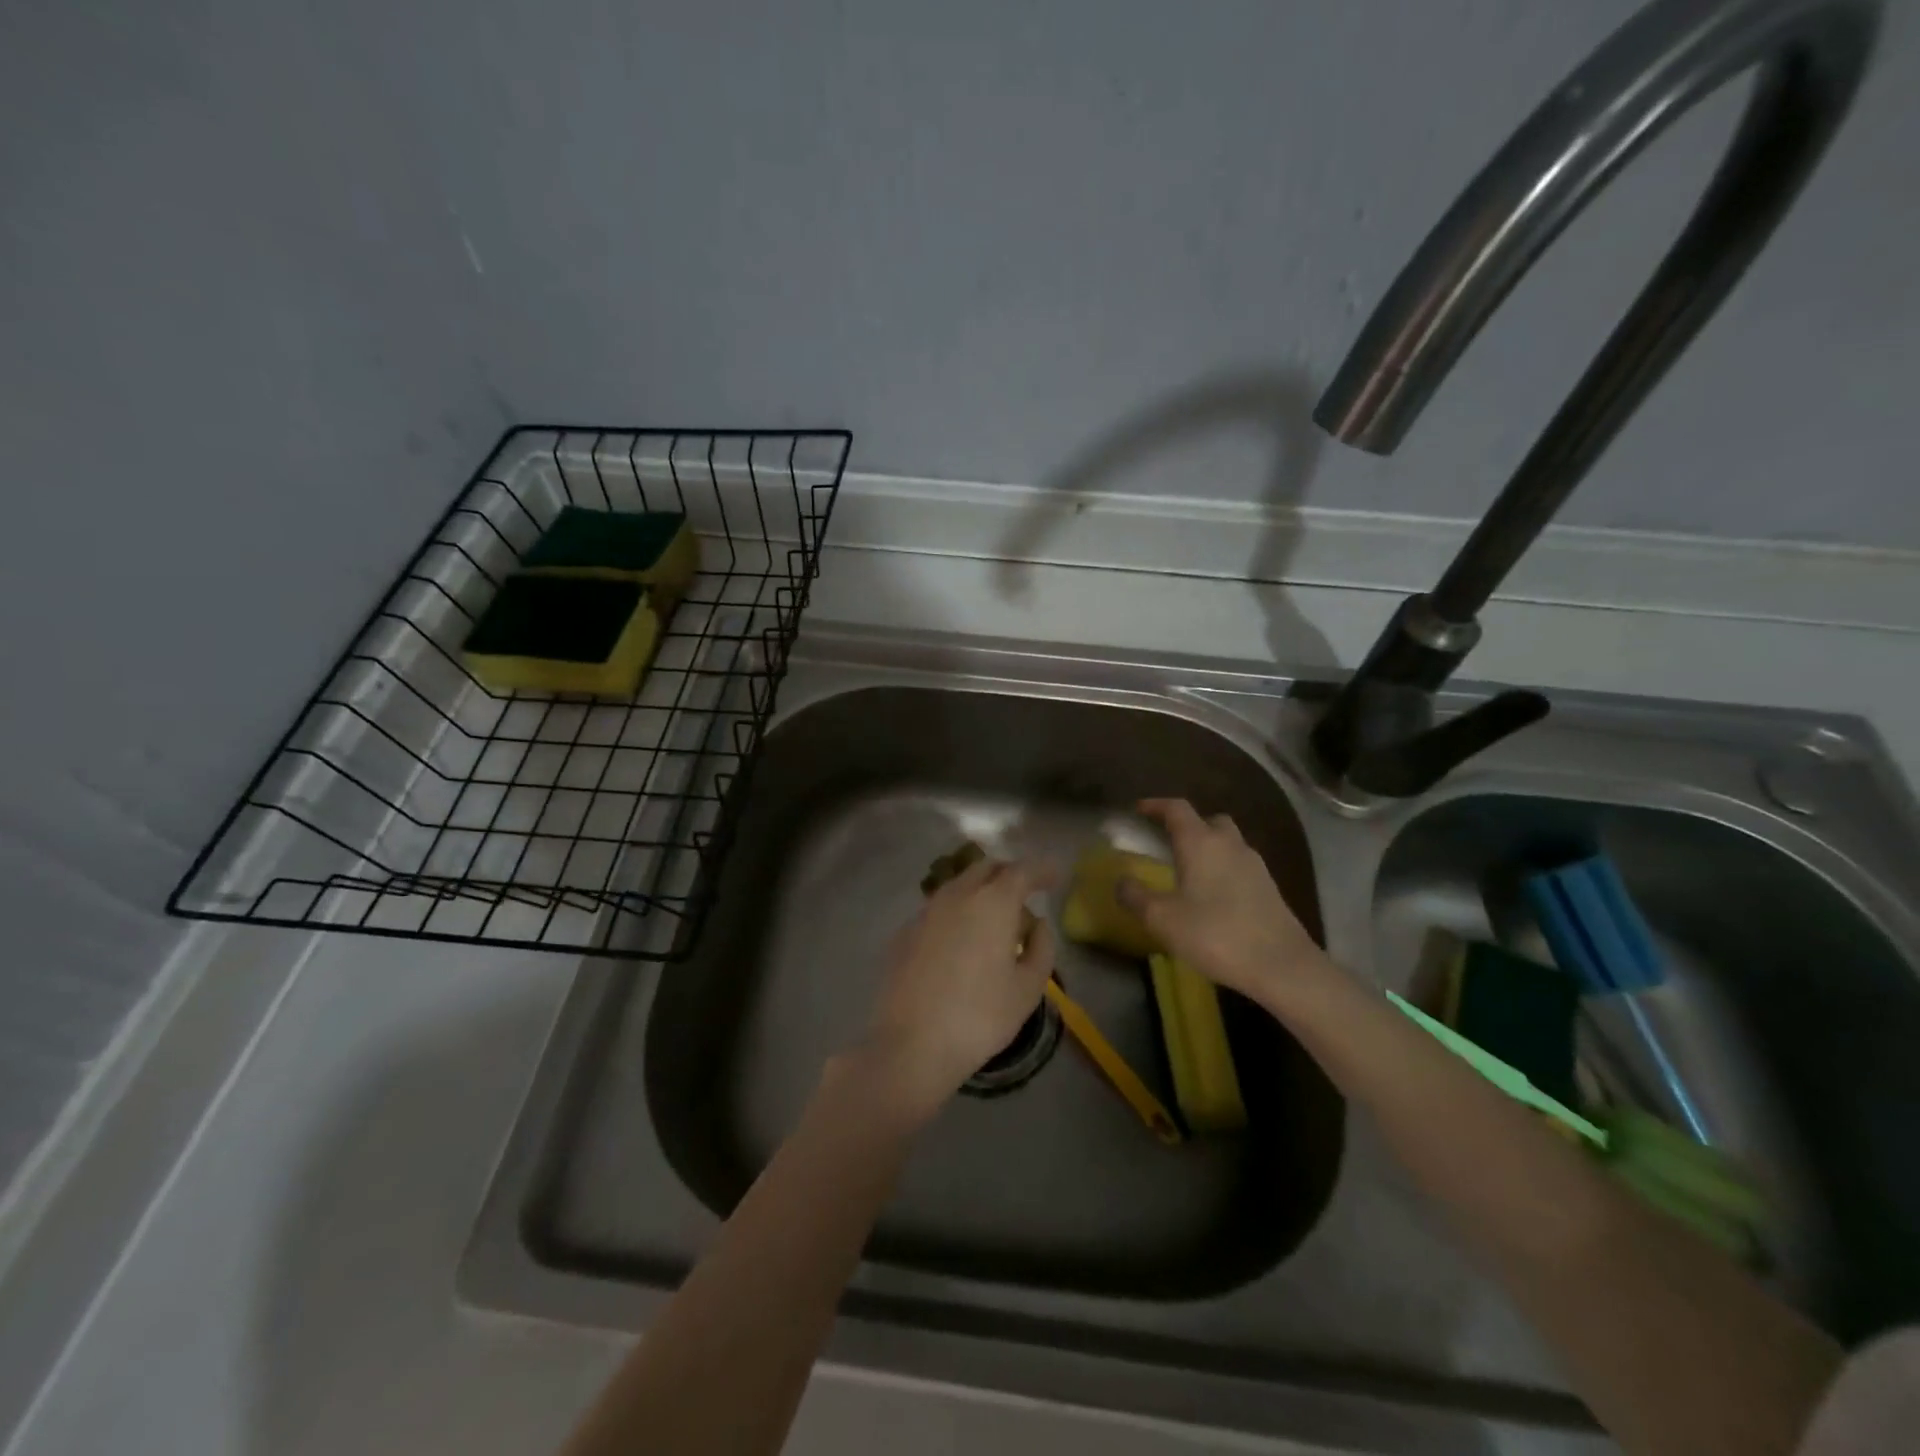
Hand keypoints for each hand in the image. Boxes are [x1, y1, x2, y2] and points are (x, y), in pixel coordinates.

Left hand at [856, 856, 1056, 1117]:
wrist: (911, 1044)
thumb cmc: (980, 1017)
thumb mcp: (1028, 988)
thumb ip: (1041, 947)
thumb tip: (1037, 923)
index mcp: (993, 903)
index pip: (1022, 871)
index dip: (1042, 870)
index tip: (1054, 875)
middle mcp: (957, 895)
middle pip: (986, 868)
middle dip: (1009, 873)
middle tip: (1025, 892)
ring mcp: (926, 911)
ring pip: (959, 884)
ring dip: (980, 889)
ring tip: (994, 917)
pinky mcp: (905, 931)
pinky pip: (939, 908)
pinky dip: (957, 911)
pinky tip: (961, 939)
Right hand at [1118, 798, 1330, 1004]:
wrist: (1282, 965)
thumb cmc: (1215, 934)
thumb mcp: (1162, 919)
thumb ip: (1135, 897)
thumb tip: (1121, 881)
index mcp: (1200, 843)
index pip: (1177, 809)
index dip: (1156, 805)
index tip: (1139, 809)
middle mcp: (1229, 844)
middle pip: (1209, 820)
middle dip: (1188, 825)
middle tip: (1169, 841)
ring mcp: (1254, 865)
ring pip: (1228, 842)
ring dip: (1209, 847)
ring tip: (1190, 870)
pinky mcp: (1269, 888)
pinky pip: (1240, 865)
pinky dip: (1224, 869)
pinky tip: (1214, 895)